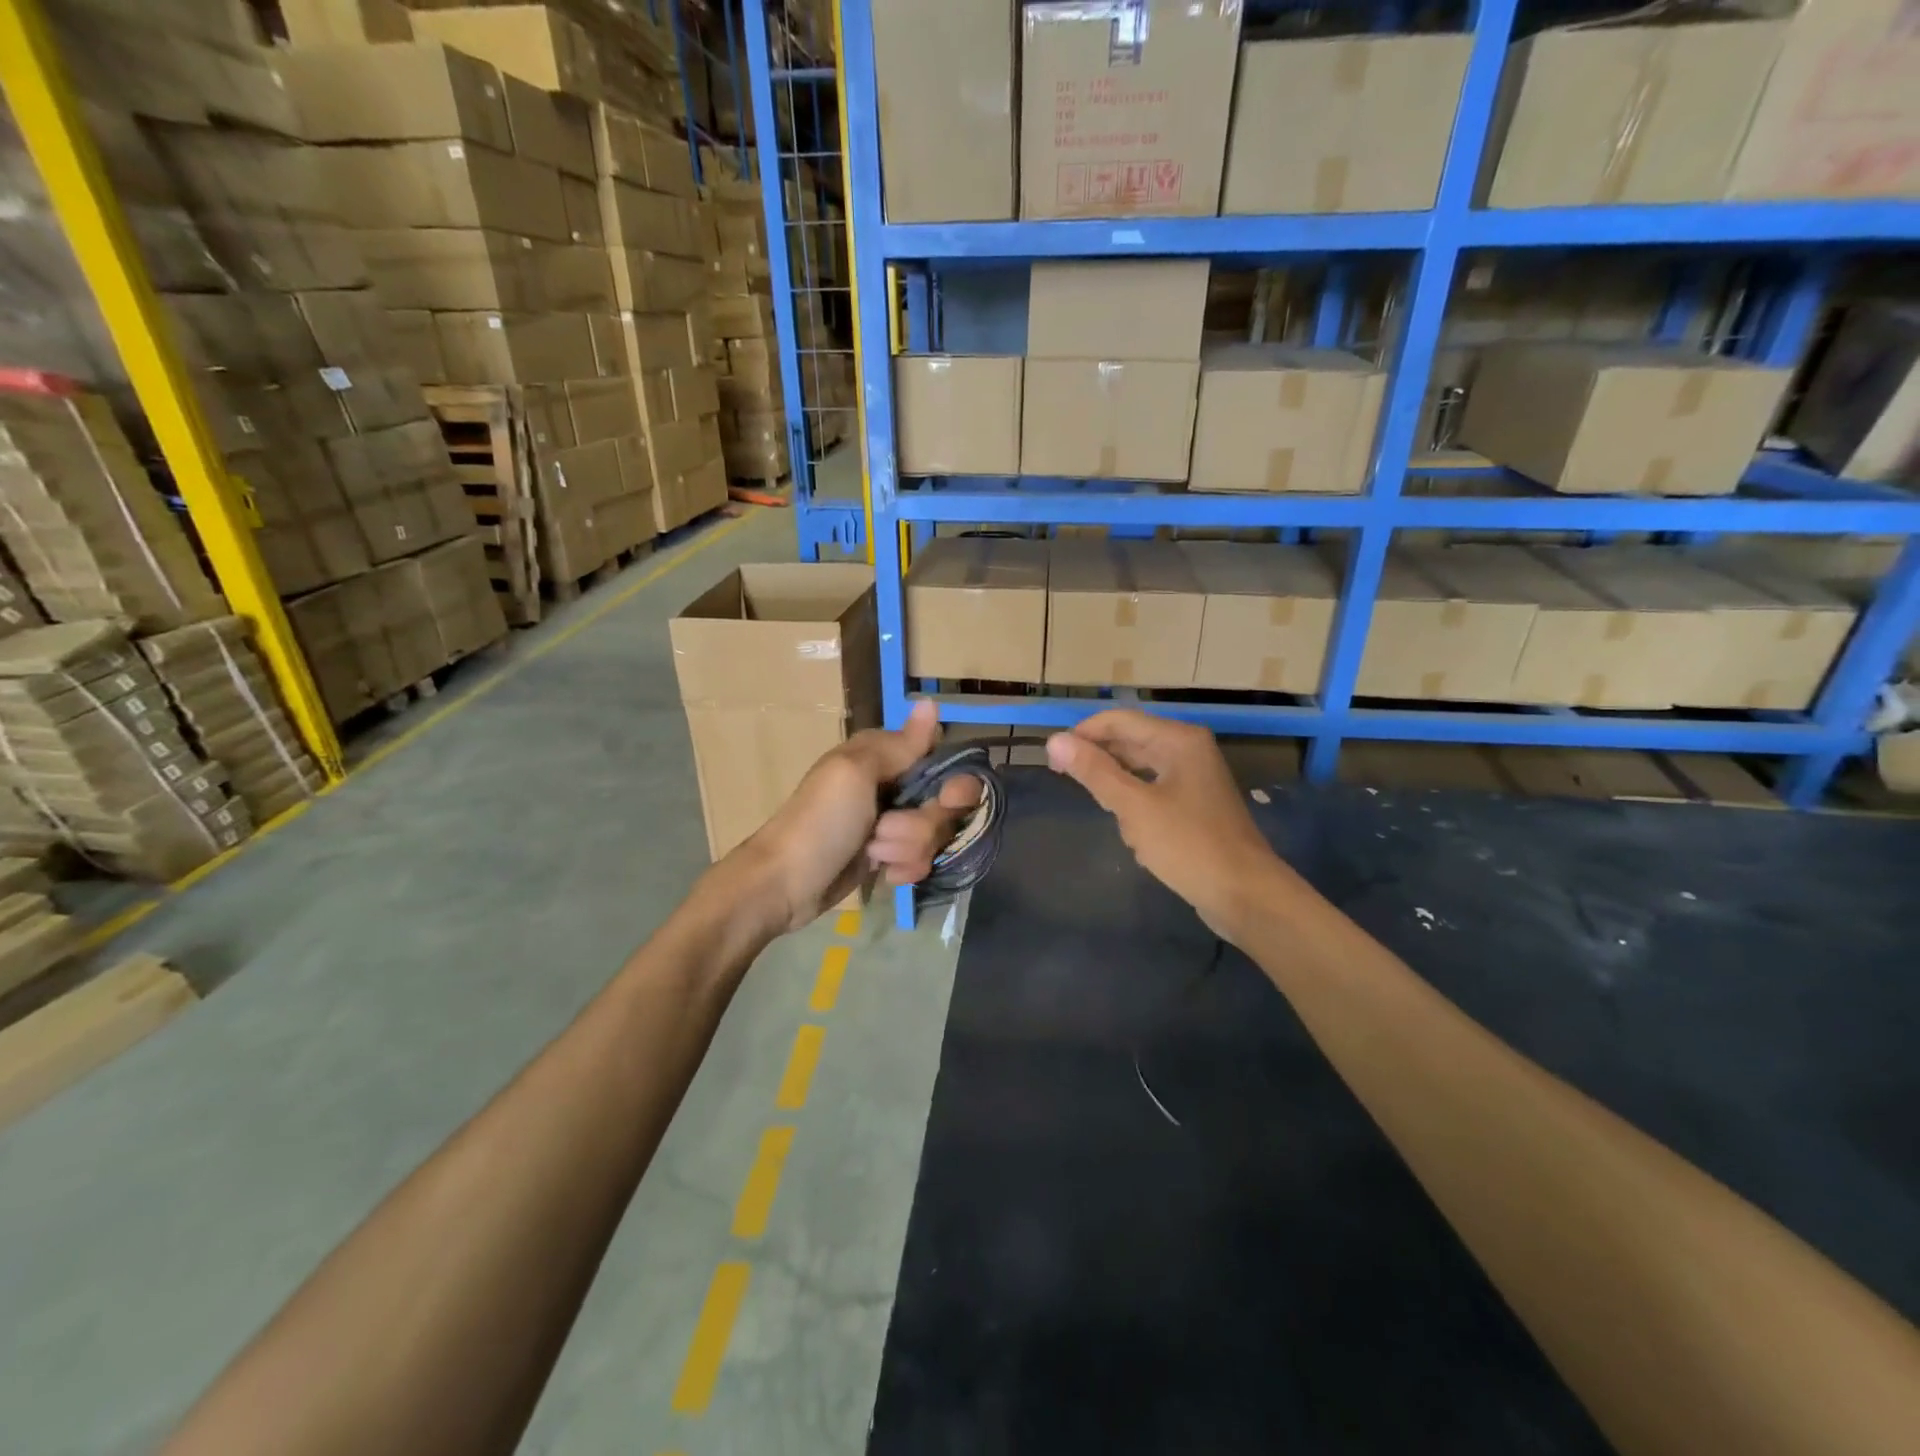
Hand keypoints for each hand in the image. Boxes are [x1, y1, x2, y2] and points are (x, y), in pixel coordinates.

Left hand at [732, 701, 975, 933]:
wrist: (784, 884)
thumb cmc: (820, 822)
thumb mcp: (856, 773)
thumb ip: (901, 745)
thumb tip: (930, 702)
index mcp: (883, 755)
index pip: (941, 759)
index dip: (953, 782)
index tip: (947, 798)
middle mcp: (892, 785)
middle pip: (944, 803)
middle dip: (922, 824)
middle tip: (886, 829)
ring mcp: (890, 823)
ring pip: (932, 835)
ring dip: (906, 848)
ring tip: (872, 853)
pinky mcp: (887, 856)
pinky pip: (920, 860)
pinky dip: (904, 868)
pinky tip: (881, 873)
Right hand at [1046, 710, 1295, 942]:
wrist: (1245, 894)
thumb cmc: (1188, 845)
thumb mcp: (1134, 807)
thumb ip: (1094, 772)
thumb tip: (1055, 740)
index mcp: (1178, 740)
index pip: (1119, 720)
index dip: (1083, 734)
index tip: (1052, 758)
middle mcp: (1188, 750)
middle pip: (1130, 742)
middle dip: (1100, 762)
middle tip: (1065, 780)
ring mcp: (1194, 779)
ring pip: (1140, 770)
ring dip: (1119, 789)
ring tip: (1106, 813)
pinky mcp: (1196, 806)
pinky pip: (1154, 794)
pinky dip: (1138, 807)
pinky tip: (1133, 834)